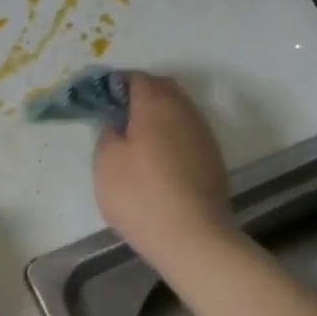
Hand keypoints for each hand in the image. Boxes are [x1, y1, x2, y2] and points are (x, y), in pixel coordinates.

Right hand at [93, 72, 235, 268]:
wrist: (193, 237)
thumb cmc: (140, 195)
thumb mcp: (105, 162)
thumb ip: (108, 134)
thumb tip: (118, 126)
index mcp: (155, 104)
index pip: (137, 78)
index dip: (117, 84)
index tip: (102, 100)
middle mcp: (184, 111)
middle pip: (163, 88)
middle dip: (142, 94)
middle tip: (120, 115)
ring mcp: (204, 134)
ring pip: (180, 110)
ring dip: (160, 114)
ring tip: (139, 137)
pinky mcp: (214, 158)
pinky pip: (189, 132)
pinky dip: (173, 134)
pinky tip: (160, 158)